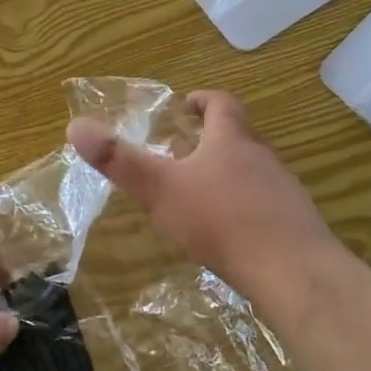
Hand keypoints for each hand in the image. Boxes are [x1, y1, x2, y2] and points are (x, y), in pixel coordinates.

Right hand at [67, 91, 337, 307]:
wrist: (292, 271)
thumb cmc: (221, 220)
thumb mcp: (160, 189)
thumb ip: (119, 160)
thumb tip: (75, 126)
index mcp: (231, 140)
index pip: (221, 104)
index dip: (203, 100)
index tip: (186, 105)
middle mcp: (262, 157)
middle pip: (239, 136)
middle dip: (214, 140)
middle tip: (186, 154)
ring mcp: (284, 190)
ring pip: (255, 172)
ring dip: (231, 175)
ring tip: (205, 195)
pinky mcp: (296, 224)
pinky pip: (268, 205)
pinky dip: (248, 208)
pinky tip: (233, 234)